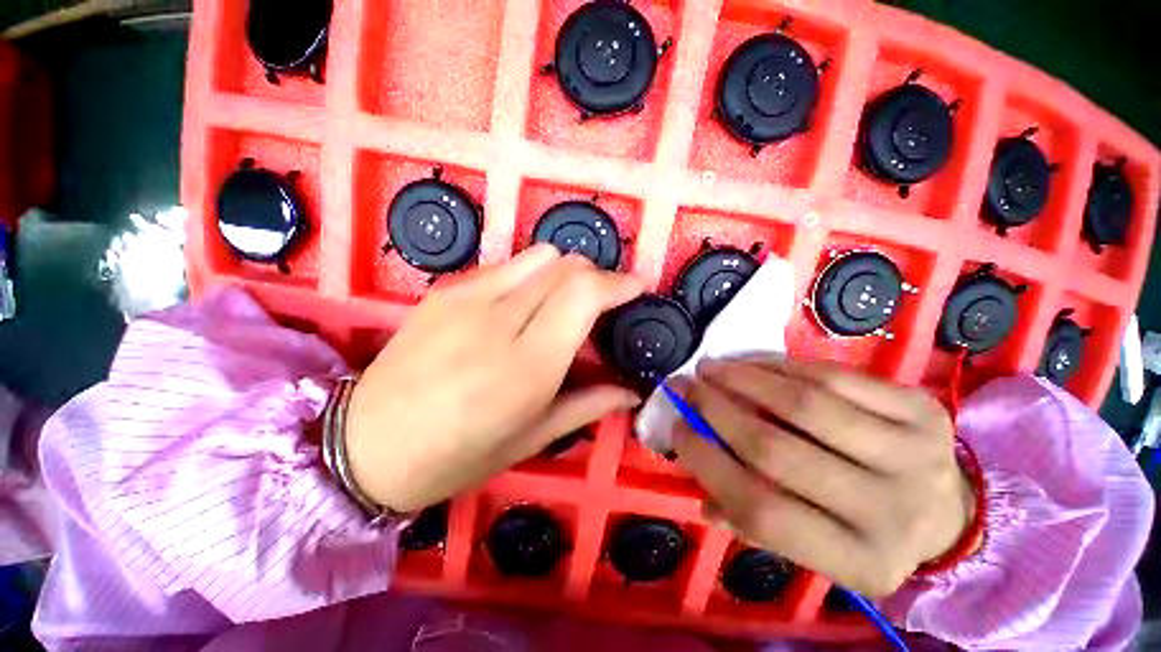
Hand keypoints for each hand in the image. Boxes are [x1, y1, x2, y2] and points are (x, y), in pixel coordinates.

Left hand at [346, 245, 644, 511]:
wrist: (364, 444)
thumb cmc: (455, 456)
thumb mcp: (531, 439)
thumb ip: (588, 405)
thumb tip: (631, 393)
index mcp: (527, 366)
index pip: (584, 294)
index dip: (619, 282)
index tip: (638, 286)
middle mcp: (499, 321)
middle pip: (566, 266)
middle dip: (596, 277)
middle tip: (601, 305)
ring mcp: (466, 298)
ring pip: (539, 256)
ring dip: (564, 273)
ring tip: (562, 303)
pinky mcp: (445, 290)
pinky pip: (507, 265)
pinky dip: (530, 276)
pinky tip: (521, 306)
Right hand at [671, 357, 973, 596]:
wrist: (955, 514)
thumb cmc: (867, 534)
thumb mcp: (814, 549)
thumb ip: (751, 521)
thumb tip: (695, 477)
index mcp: (858, 562)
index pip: (761, 511)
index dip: (707, 462)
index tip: (675, 427)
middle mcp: (892, 513)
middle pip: (778, 451)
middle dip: (716, 410)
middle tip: (685, 387)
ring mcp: (916, 455)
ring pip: (806, 405)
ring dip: (743, 379)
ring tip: (710, 368)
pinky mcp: (925, 411)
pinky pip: (836, 377)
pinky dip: (782, 365)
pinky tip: (752, 362)